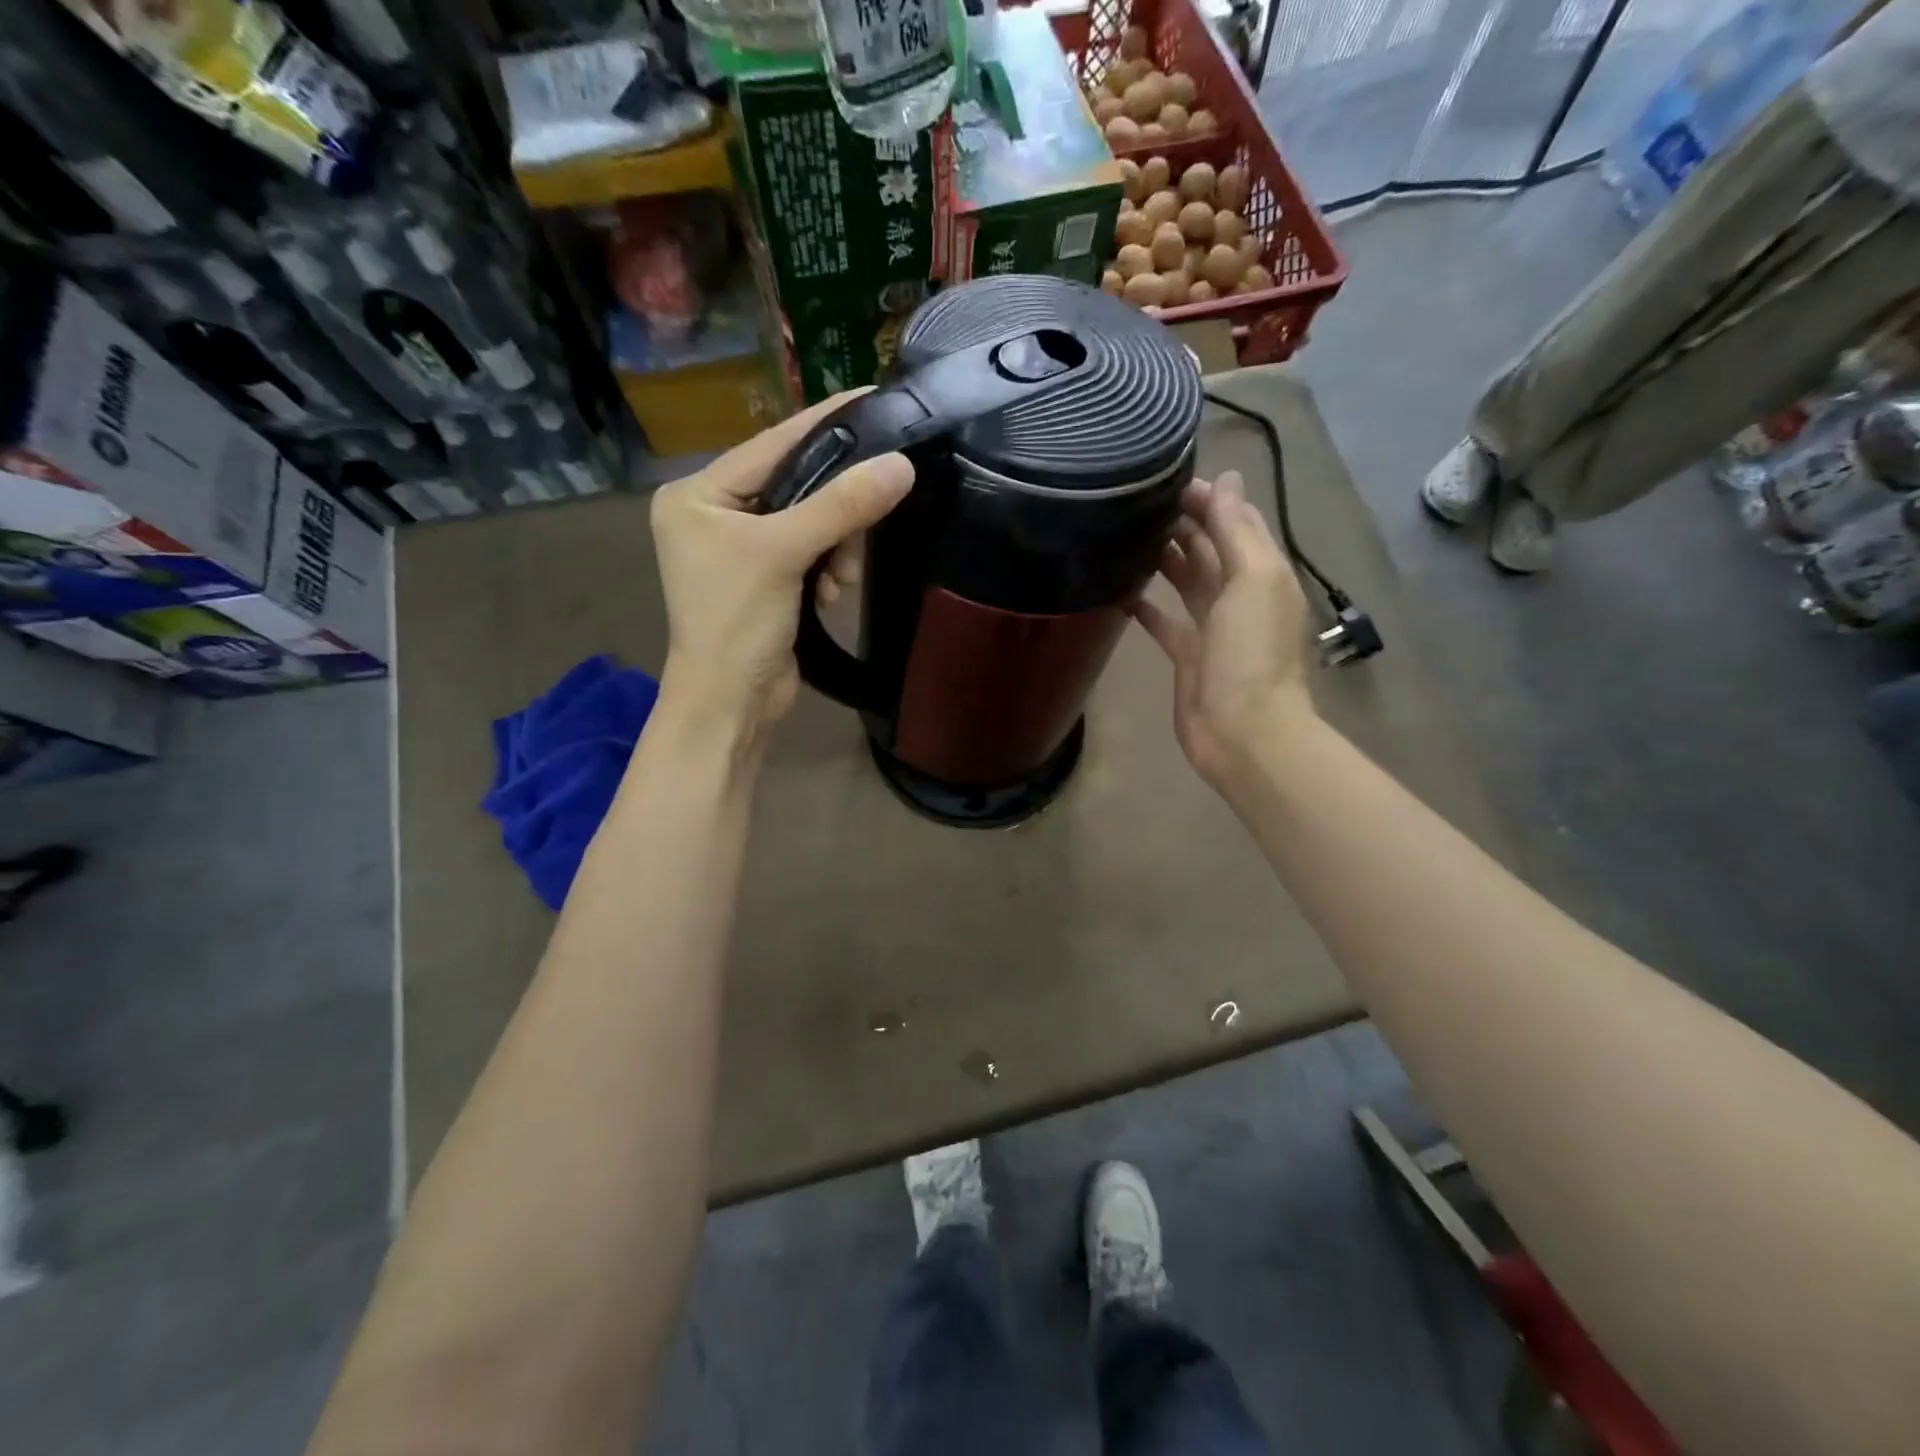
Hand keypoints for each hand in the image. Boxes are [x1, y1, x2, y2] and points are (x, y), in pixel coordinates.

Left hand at [650, 393, 912, 740]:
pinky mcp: (765, 579)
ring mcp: (740, 549)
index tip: (874, 397)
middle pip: (795, 483)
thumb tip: (900, 465)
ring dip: (835, 547)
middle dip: (833, 511)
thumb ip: (841, 507)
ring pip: (809, 521)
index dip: (826, 424)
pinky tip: (830, 594)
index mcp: (698, 494)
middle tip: (859, 532)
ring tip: (839, 580)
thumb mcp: (784, 555)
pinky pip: (809, 552)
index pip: (772, 444)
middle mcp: (715, 514)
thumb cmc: (737, 624)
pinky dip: (827, 569)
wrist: (729, 705)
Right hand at [1131, 471, 1314, 786]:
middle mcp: (1240, 595)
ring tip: (1128, 534)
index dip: (1209, 498)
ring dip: (1165, 559)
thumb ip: (1237, 530)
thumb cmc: (1251, 653)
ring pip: (1187, 582)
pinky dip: (1146, 606)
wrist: (1242, 731)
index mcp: (1263, 573)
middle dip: (1184, 524)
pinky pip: (1165, 622)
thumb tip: (1226, 478)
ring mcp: (1213, 628)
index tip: (1167, 479)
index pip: (1237, 522)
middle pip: (1211, 549)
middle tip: (1139, 503)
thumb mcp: (1252, 580)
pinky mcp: (1188, 656)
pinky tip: (1119, 591)